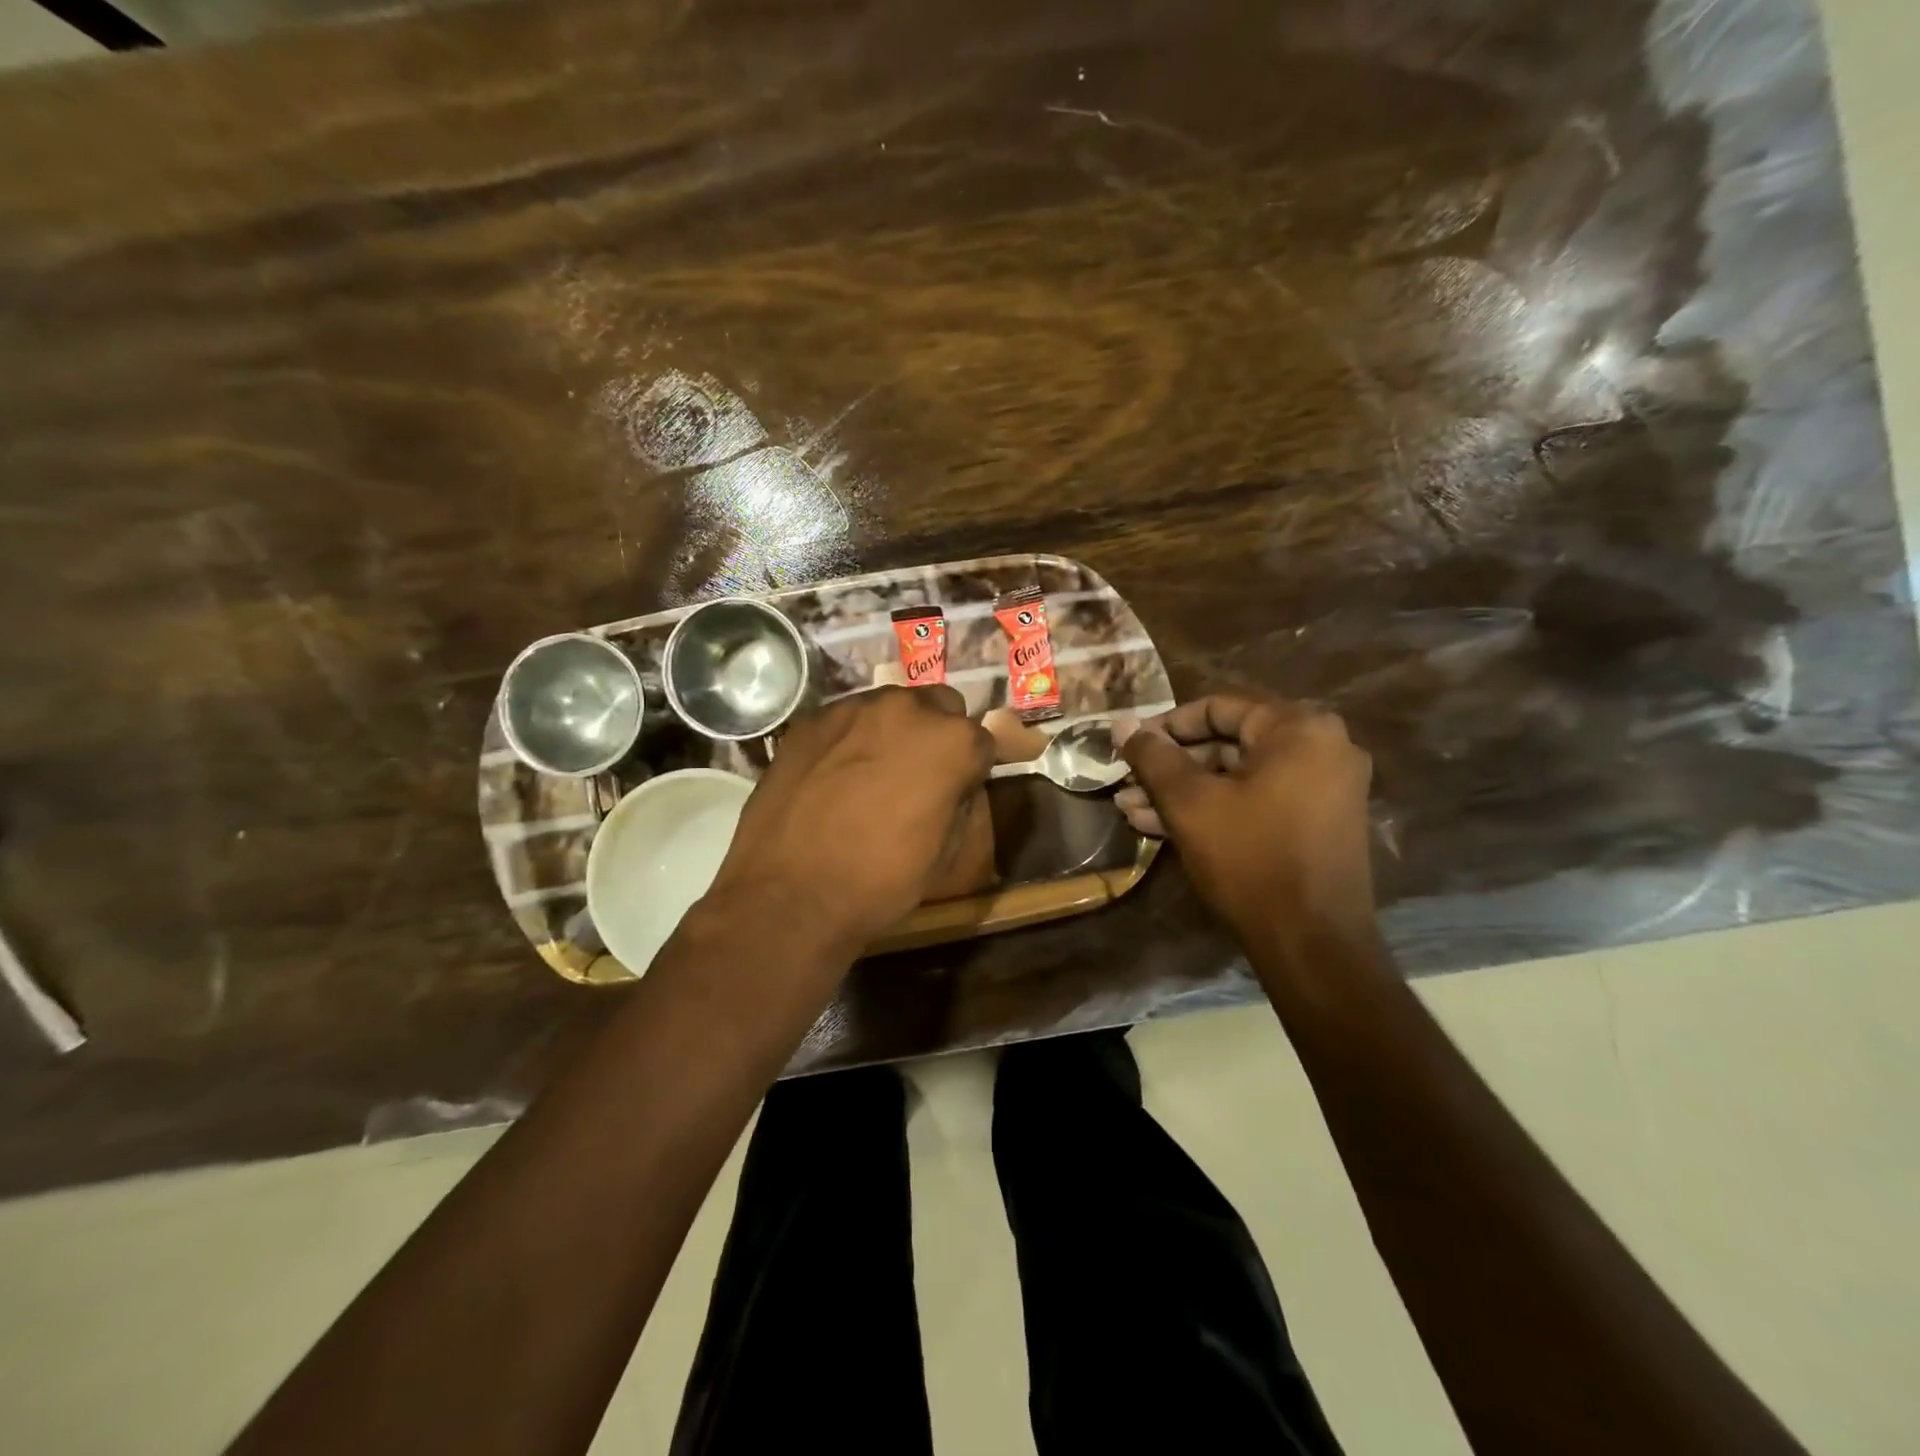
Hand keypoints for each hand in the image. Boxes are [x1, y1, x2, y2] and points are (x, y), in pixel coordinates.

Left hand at [705, 685, 993, 956]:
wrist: (790, 894)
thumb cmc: (881, 881)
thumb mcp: (946, 853)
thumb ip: (960, 802)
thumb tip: (953, 785)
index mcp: (952, 742)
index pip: (982, 741)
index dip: (972, 768)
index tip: (958, 790)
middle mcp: (908, 709)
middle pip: (939, 706)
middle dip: (937, 734)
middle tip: (919, 775)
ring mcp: (854, 708)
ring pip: (890, 706)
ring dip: (893, 731)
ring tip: (872, 773)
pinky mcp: (811, 719)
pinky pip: (845, 720)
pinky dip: (849, 739)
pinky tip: (833, 775)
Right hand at [1118, 695, 1375, 938]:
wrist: (1312, 944)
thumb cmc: (1250, 858)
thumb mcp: (1190, 803)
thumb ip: (1153, 756)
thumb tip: (1121, 724)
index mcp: (1299, 728)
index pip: (1218, 708)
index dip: (1165, 725)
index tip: (1129, 746)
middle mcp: (1322, 747)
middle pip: (1228, 742)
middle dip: (1170, 766)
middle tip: (1127, 782)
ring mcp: (1324, 787)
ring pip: (1238, 776)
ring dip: (1184, 792)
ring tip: (1131, 810)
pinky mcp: (1317, 822)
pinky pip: (1257, 799)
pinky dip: (1215, 808)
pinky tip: (1161, 826)